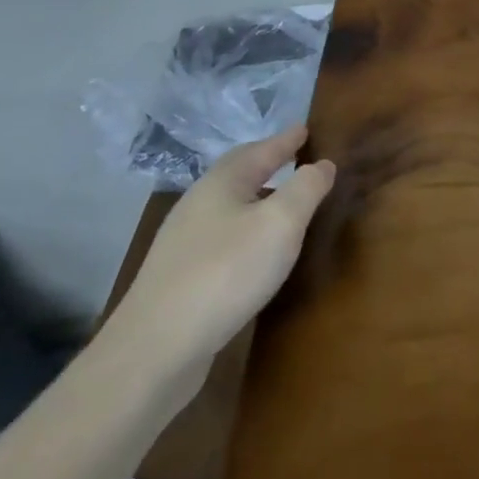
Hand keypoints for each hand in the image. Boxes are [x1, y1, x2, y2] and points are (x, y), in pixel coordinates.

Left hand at [110, 127, 335, 383]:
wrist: (155, 350)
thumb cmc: (226, 272)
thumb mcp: (281, 223)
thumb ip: (306, 188)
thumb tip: (323, 164)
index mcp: (222, 183)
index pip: (261, 149)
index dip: (286, 140)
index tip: (305, 129)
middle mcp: (198, 204)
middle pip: (238, 173)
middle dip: (267, 162)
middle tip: (294, 156)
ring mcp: (184, 242)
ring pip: (229, 205)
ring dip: (257, 197)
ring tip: (283, 201)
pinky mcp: (180, 276)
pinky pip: (222, 235)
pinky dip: (246, 228)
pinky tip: (256, 249)